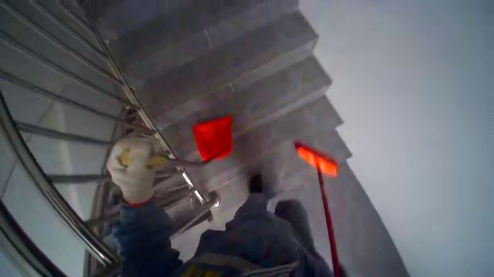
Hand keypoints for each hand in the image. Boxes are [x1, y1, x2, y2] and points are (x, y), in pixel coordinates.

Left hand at [106, 137, 155, 204]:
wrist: (142, 193)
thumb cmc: (138, 183)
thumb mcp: (138, 171)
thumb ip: (140, 157)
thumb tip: (145, 143)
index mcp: (115, 160)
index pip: (122, 144)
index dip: (134, 141)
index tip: (148, 143)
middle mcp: (120, 158)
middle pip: (131, 144)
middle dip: (144, 143)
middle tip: (156, 146)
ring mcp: (128, 159)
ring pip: (138, 147)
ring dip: (149, 146)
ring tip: (158, 150)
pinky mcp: (137, 160)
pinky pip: (143, 151)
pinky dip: (151, 150)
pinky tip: (157, 153)